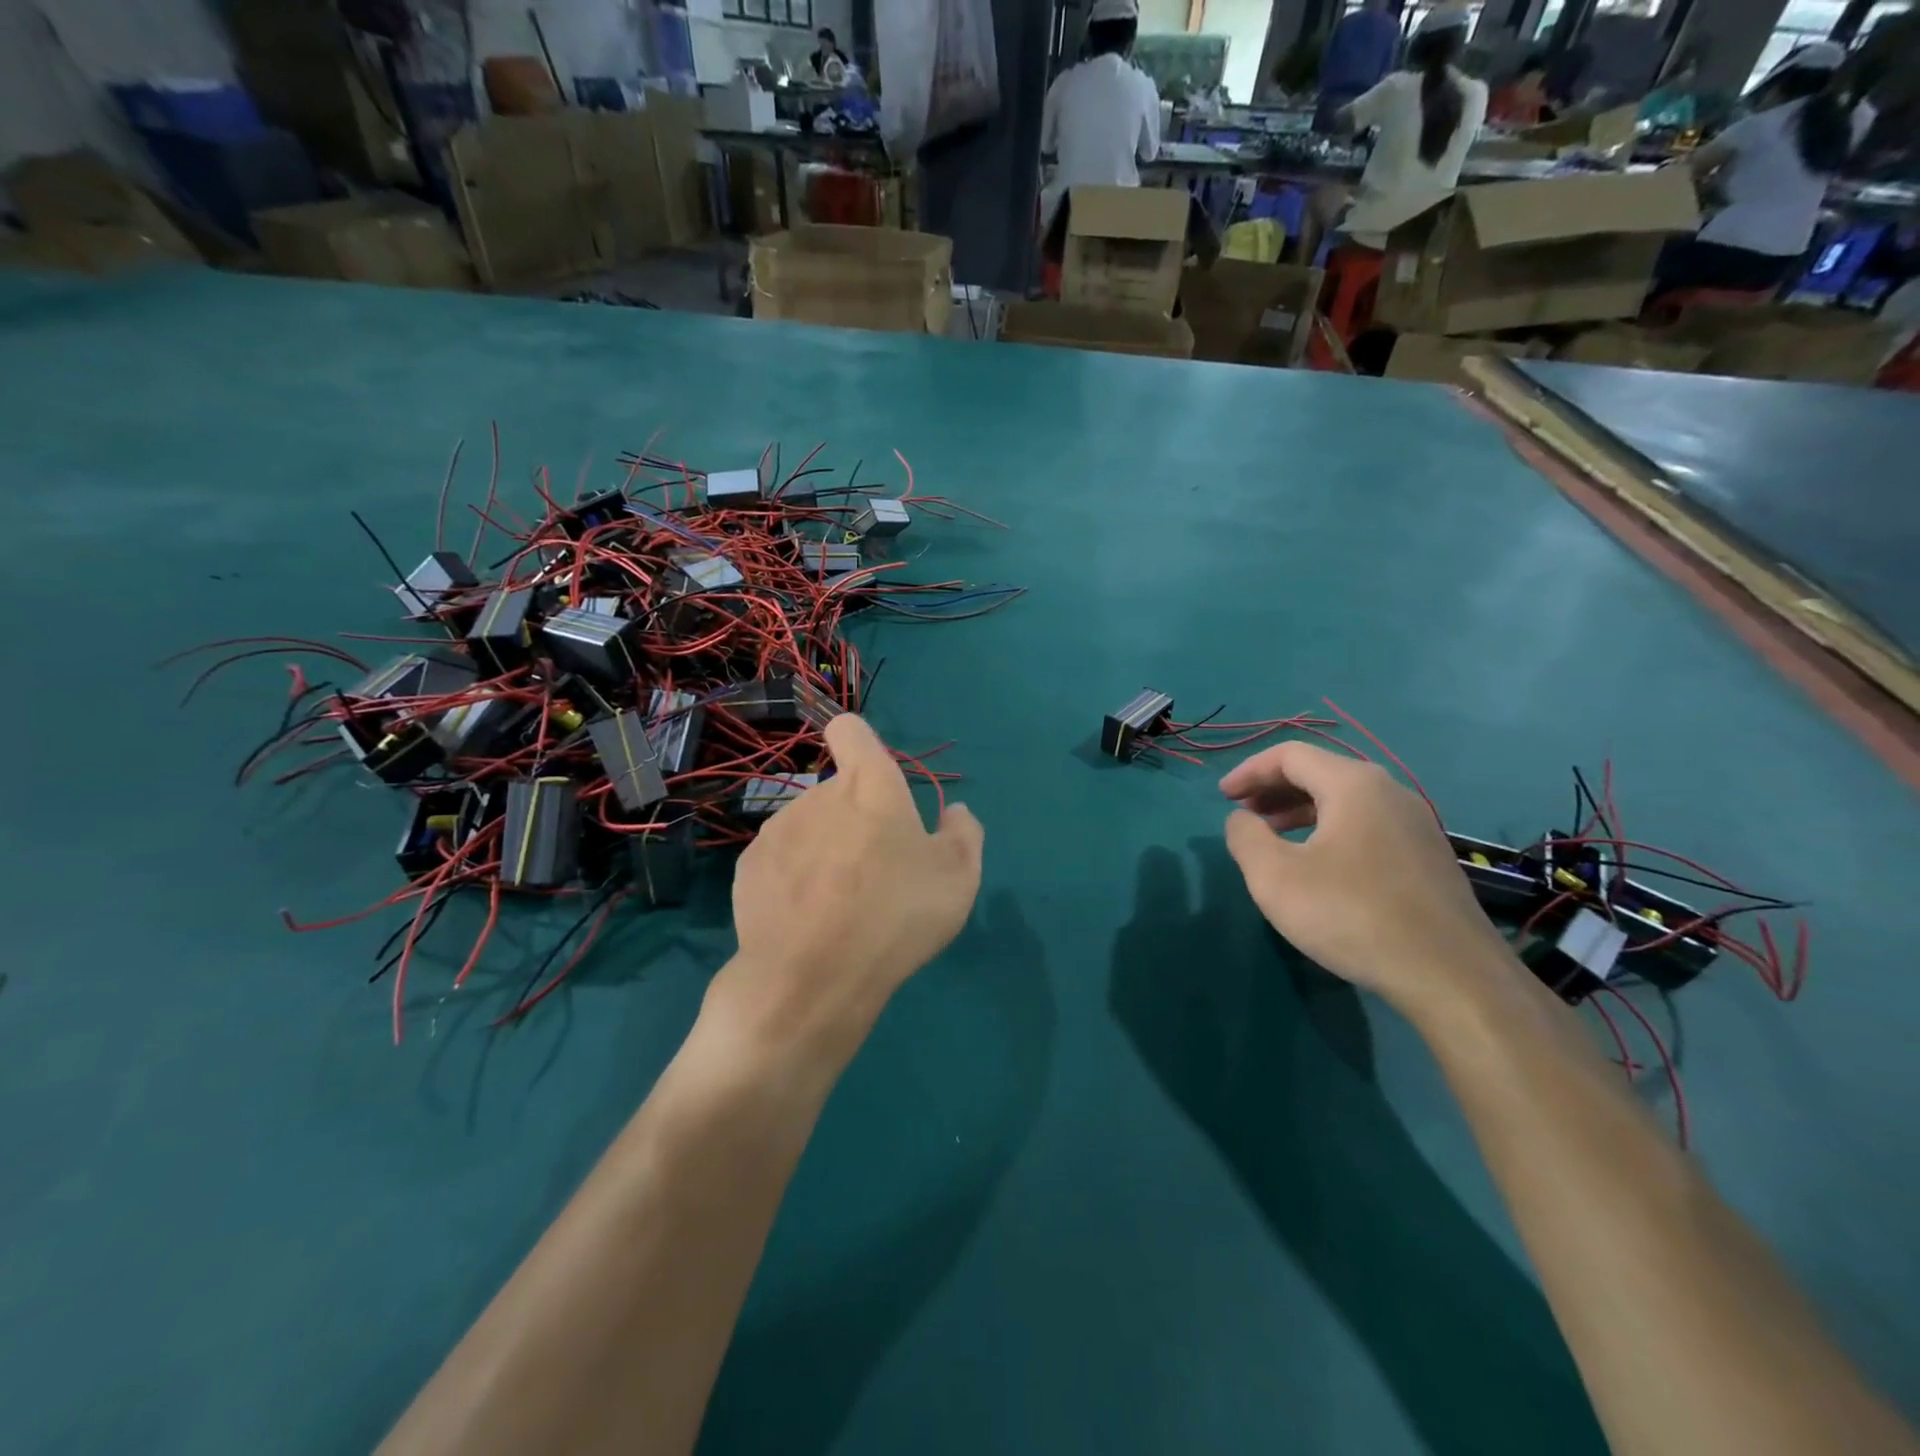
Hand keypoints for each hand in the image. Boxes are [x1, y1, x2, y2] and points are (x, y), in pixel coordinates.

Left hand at [708, 714, 984, 1069]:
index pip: (850, 729)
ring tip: (840, 904)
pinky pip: (780, 861)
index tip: (873, 778)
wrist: (812, 978)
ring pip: (808, 827)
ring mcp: (776, 831)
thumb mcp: (958, 877)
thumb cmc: (896, 915)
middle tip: (877, 872)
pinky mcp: (747, 868)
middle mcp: (817, 795)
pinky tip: (806, 920)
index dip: (860, 743)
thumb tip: (953, 812)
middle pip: (838, 792)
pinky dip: (793, 878)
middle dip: (855, 818)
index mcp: (868, 785)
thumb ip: (963, 833)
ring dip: (824, 849)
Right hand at [1219, 742, 1514, 1016]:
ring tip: (1273, 838)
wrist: (1450, 976)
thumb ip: (1246, 837)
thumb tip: (1242, 820)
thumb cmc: (1351, 914)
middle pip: (1320, 772)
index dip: (1249, 771)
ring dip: (1301, 810)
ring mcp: (1416, 824)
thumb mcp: (1275, 876)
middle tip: (1244, 814)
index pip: (1290, 755)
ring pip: (1346, 800)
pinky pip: (1367, 824)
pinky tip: (1318, 865)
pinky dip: (1330, 829)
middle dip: (1274, 789)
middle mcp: (1389, 792)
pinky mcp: (1428, 856)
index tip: (1222, 797)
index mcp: (1353, 785)